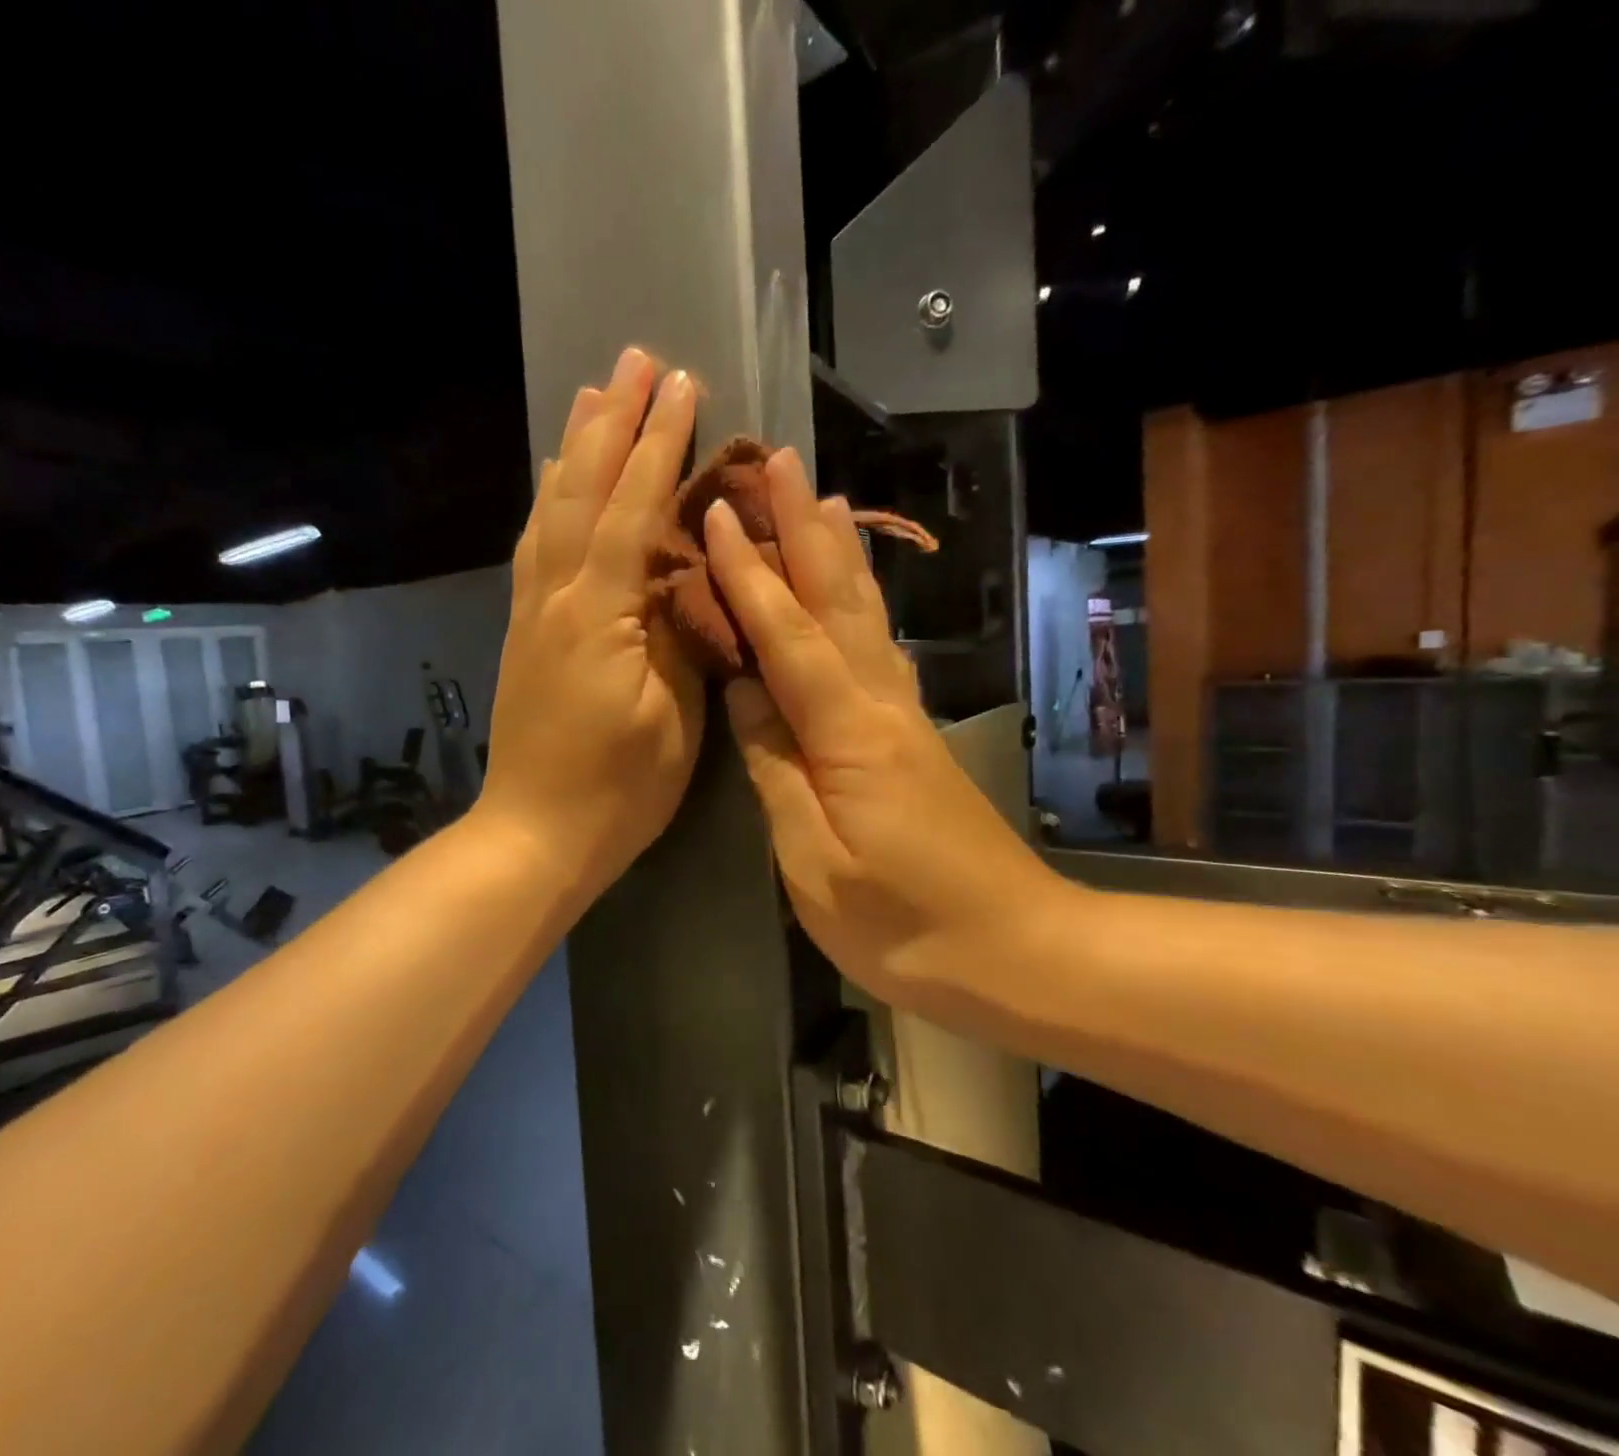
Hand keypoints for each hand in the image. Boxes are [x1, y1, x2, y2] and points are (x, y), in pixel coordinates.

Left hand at [479, 347, 704, 894]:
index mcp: (598, 613)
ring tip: (592, 395)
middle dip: (612, 423)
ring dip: (574, 448)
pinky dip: (546, 502)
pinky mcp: (523, 631)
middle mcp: (556, 596)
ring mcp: (532, 612)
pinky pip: (533, 548)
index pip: (634, 509)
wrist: (536, 834)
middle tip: (634, 360)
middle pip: (583, 491)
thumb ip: (678, 633)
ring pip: (552, 511)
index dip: (659, 445)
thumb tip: (686, 569)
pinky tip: (552, 481)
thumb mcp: (671, 716)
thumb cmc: (619, 789)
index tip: (682, 384)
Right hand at [702, 448, 1071, 999]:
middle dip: (802, 528)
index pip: (787, 636)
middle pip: (836, 601)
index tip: (712, 515)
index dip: (747, 575)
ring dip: (836, 552)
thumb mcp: (815, 861)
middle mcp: (879, 704)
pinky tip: (852, 589)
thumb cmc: (903, 923)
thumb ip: (776, 770)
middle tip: (777, 462)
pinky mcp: (910, 735)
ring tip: (819, 497)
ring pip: (863, 615)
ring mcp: (902, 716)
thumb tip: (744, 695)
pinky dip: (858, 603)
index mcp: (848, 733)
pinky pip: (875, 647)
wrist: (1014, 951)